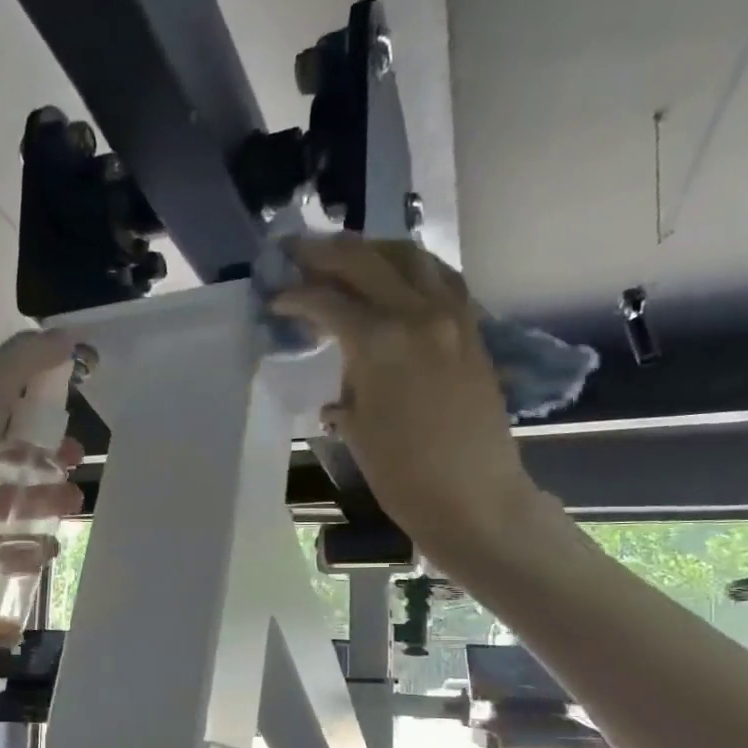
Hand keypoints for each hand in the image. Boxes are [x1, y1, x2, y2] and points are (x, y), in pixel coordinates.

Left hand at [0, 330, 84, 575]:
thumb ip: (27, 359)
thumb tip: (71, 337)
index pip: (2, 422)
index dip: (40, 427)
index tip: (74, 438)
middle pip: (5, 469)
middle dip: (46, 472)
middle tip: (77, 479)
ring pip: (1, 510)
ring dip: (40, 509)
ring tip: (72, 510)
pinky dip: (21, 553)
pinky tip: (49, 551)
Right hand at [271, 235, 540, 551]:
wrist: (473, 497)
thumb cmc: (403, 474)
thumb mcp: (357, 428)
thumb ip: (346, 386)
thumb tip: (340, 382)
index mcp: (381, 341)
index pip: (328, 300)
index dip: (295, 296)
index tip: (274, 299)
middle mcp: (419, 314)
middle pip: (366, 260)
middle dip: (326, 252)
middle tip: (296, 253)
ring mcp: (453, 316)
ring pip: (410, 257)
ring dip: (373, 250)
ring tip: (346, 259)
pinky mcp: (472, 329)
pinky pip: (440, 279)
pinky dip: (411, 270)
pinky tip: (395, 281)